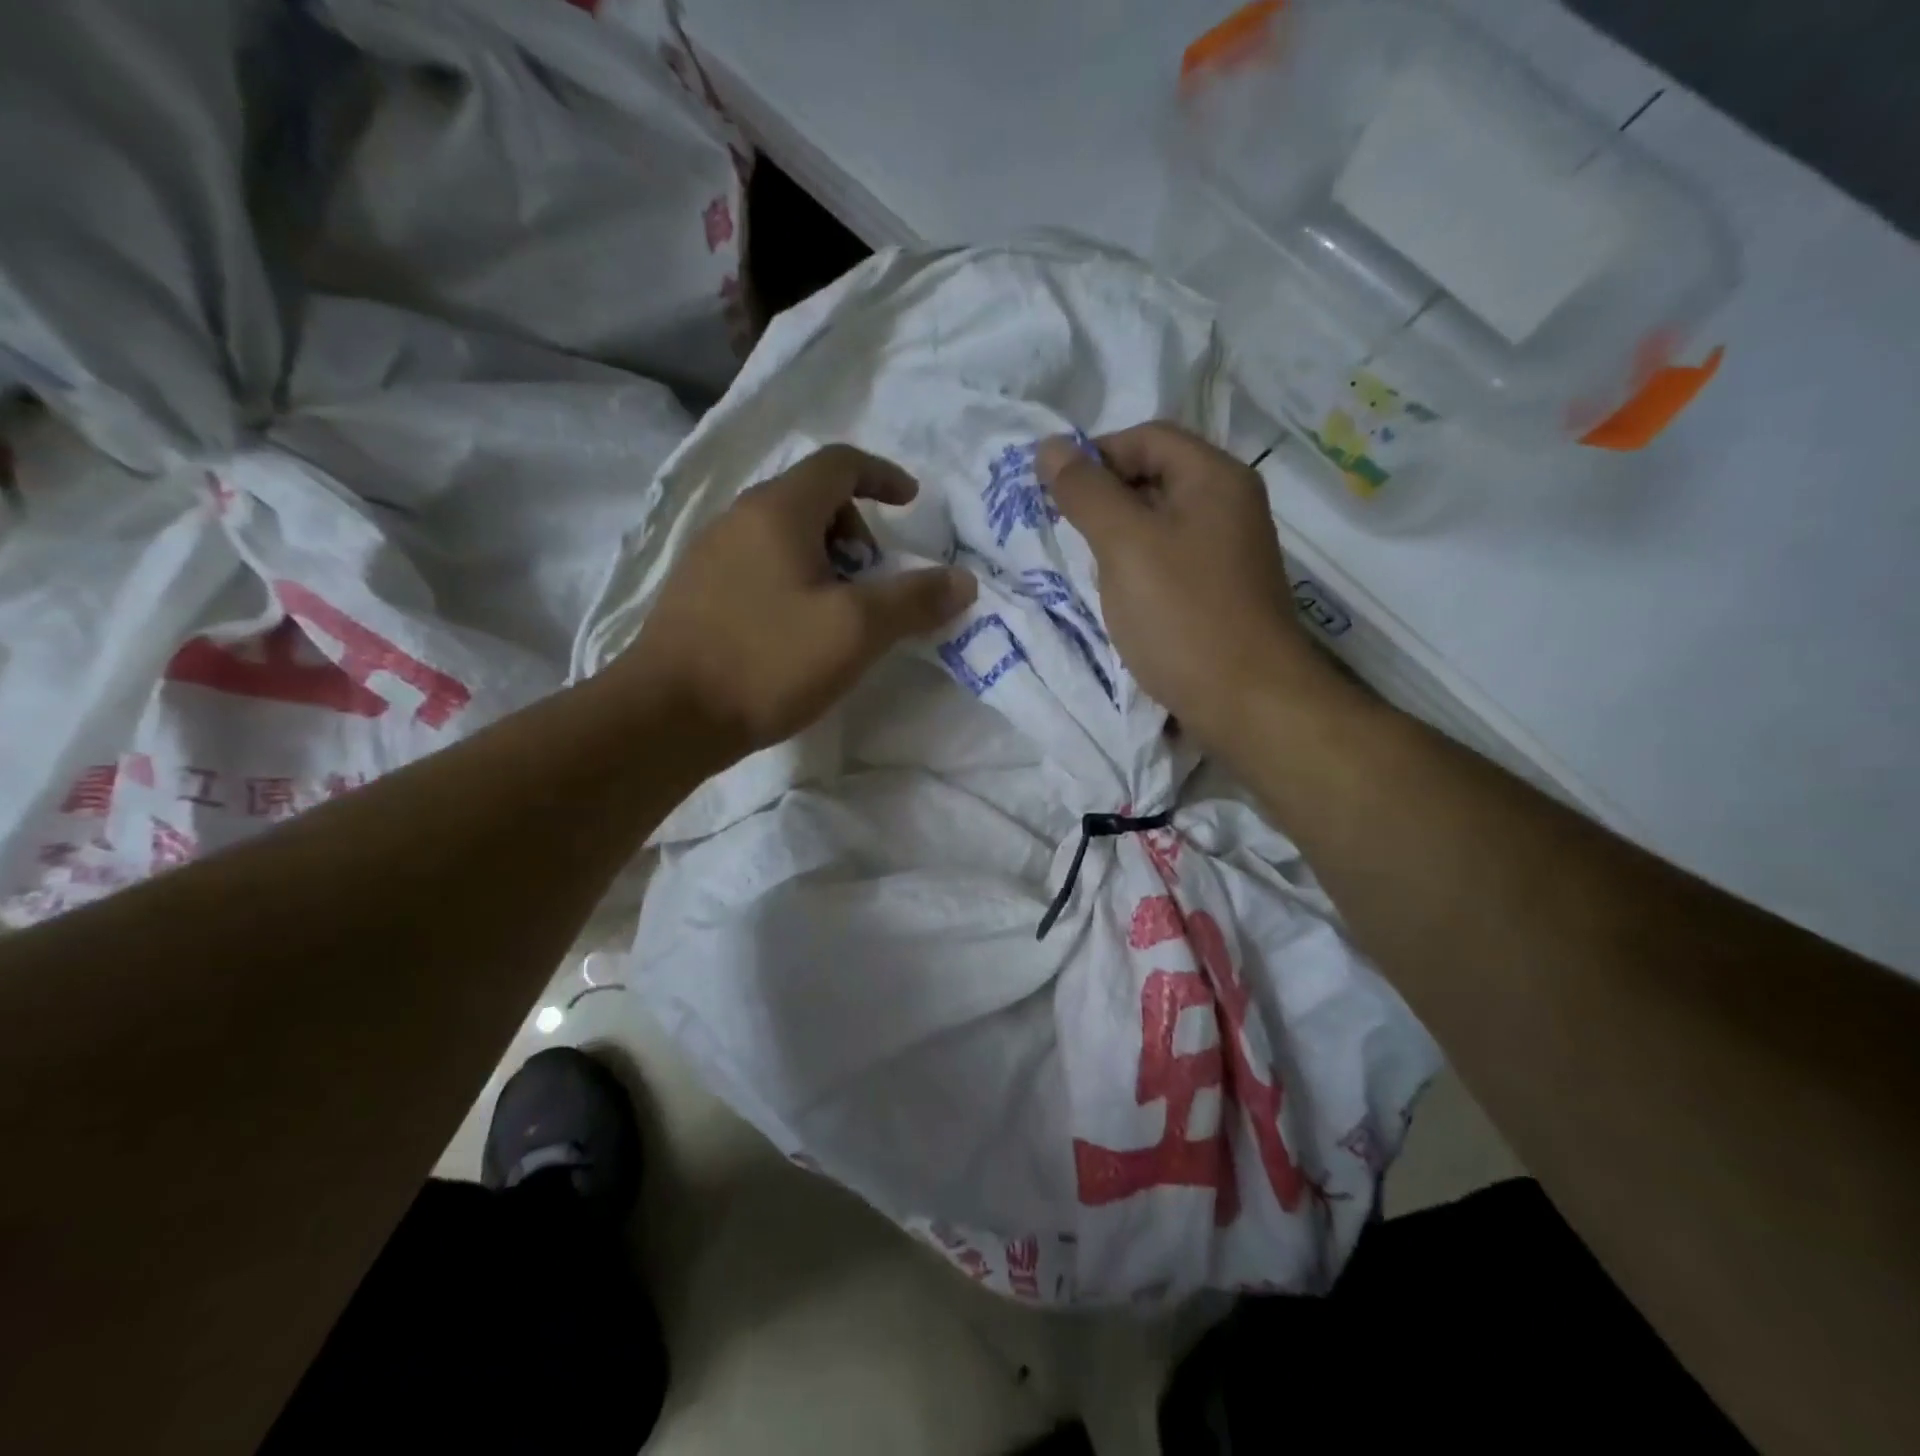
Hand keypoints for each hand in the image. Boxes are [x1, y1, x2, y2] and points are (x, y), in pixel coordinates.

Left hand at [617, 444, 975, 761]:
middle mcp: (739, 518)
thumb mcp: (856, 630)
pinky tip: (796, 632)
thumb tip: (963, 581)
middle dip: (856, 528)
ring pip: (784, 534)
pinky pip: (760, 564)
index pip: (840, 463)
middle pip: (812, 498)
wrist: (668, 715)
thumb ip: (915, 599)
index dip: (883, 475)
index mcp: (779, 509)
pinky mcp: (697, 592)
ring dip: (826, 558)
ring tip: (839, 612)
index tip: (911, 504)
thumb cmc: (768, 661)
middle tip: (873, 578)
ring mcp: (711, 554)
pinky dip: (794, 579)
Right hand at [1037, 422, 1336, 751]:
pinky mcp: (1221, 590)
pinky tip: (1120, 597)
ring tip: (1089, 568)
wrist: (1247, 701)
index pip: (1146, 437)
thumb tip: (1049, 447)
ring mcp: (1229, 550)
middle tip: (1067, 533)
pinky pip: (1171, 559)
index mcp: (1214, 477)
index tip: (1055, 494)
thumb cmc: (1182, 615)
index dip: (1095, 455)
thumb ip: (1085, 492)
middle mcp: (1229, 504)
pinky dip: (1139, 567)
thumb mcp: (1124, 545)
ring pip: (1160, 523)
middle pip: (1155, 476)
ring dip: (1118, 537)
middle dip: (1104, 498)